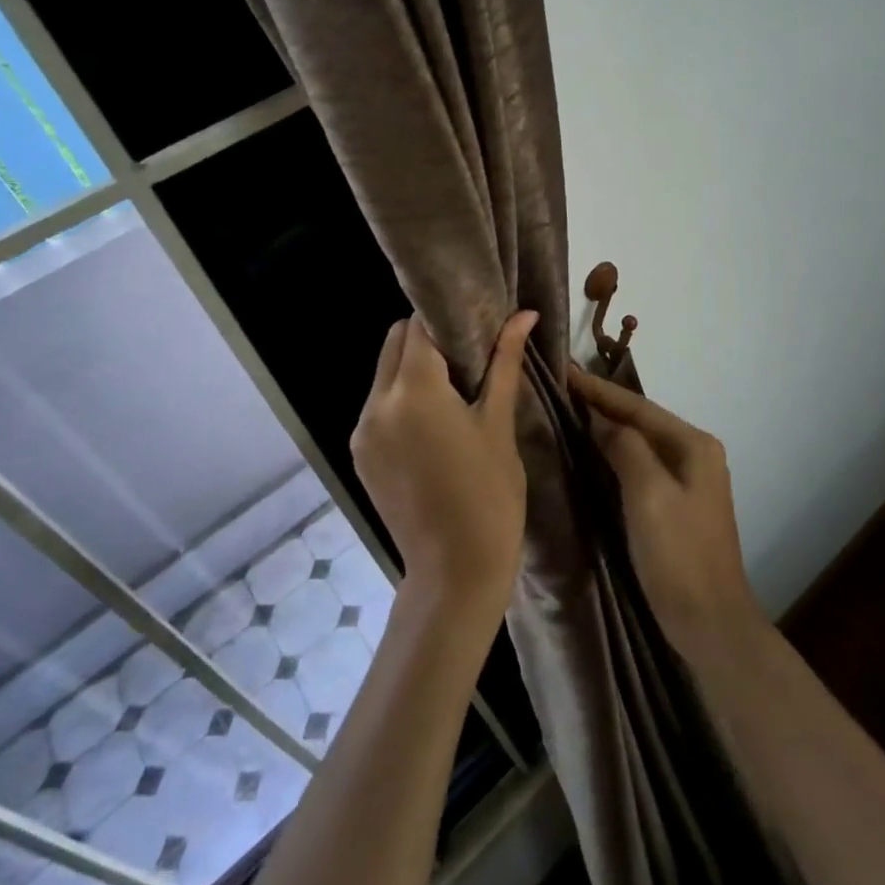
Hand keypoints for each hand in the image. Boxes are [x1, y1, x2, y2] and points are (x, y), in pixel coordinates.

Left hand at [351, 312, 536, 618]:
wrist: (455, 571)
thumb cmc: (490, 493)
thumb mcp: (500, 422)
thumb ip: (505, 361)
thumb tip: (524, 314)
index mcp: (413, 391)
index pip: (419, 326)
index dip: (447, 316)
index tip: (475, 319)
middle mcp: (377, 404)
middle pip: (394, 343)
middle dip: (427, 337)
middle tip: (467, 352)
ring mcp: (362, 431)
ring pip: (383, 372)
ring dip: (413, 366)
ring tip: (454, 385)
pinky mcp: (360, 454)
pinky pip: (378, 405)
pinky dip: (401, 396)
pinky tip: (434, 418)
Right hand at [568, 365, 765, 666]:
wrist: (710, 623)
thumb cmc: (679, 555)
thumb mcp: (648, 494)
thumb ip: (626, 447)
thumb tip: (602, 419)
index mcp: (694, 445)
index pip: (638, 407)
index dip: (599, 389)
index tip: (565, 370)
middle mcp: (696, 454)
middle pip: (642, 420)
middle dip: (603, 404)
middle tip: (563, 387)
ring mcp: (690, 480)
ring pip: (641, 442)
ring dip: (609, 428)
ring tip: (571, 411)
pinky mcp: (679, 504)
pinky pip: (642, 466)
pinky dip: (617, 454)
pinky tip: (594, 453)